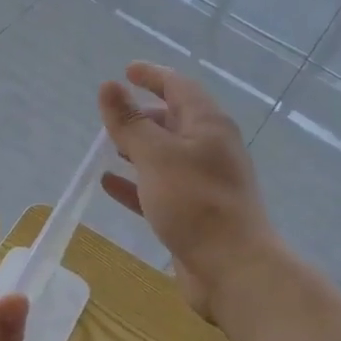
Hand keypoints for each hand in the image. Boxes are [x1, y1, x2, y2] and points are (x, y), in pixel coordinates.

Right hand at [98, 62, 282, 318]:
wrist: (233, 268)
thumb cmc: (195, 203)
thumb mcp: (156, 156)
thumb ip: (129, 122)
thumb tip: (109, 87)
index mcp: (207, 125)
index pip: (179, 87)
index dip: (152, 75)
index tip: (126, 71)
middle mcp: (209, 149)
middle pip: (174, 120)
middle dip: (143, 114)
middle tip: (112, 115)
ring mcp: (203, 183)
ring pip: (165, 156)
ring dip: (138, 148)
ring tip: (107, 146)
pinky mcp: (193, 213)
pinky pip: (159, 188)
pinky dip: (135, 182)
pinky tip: (108, 184)